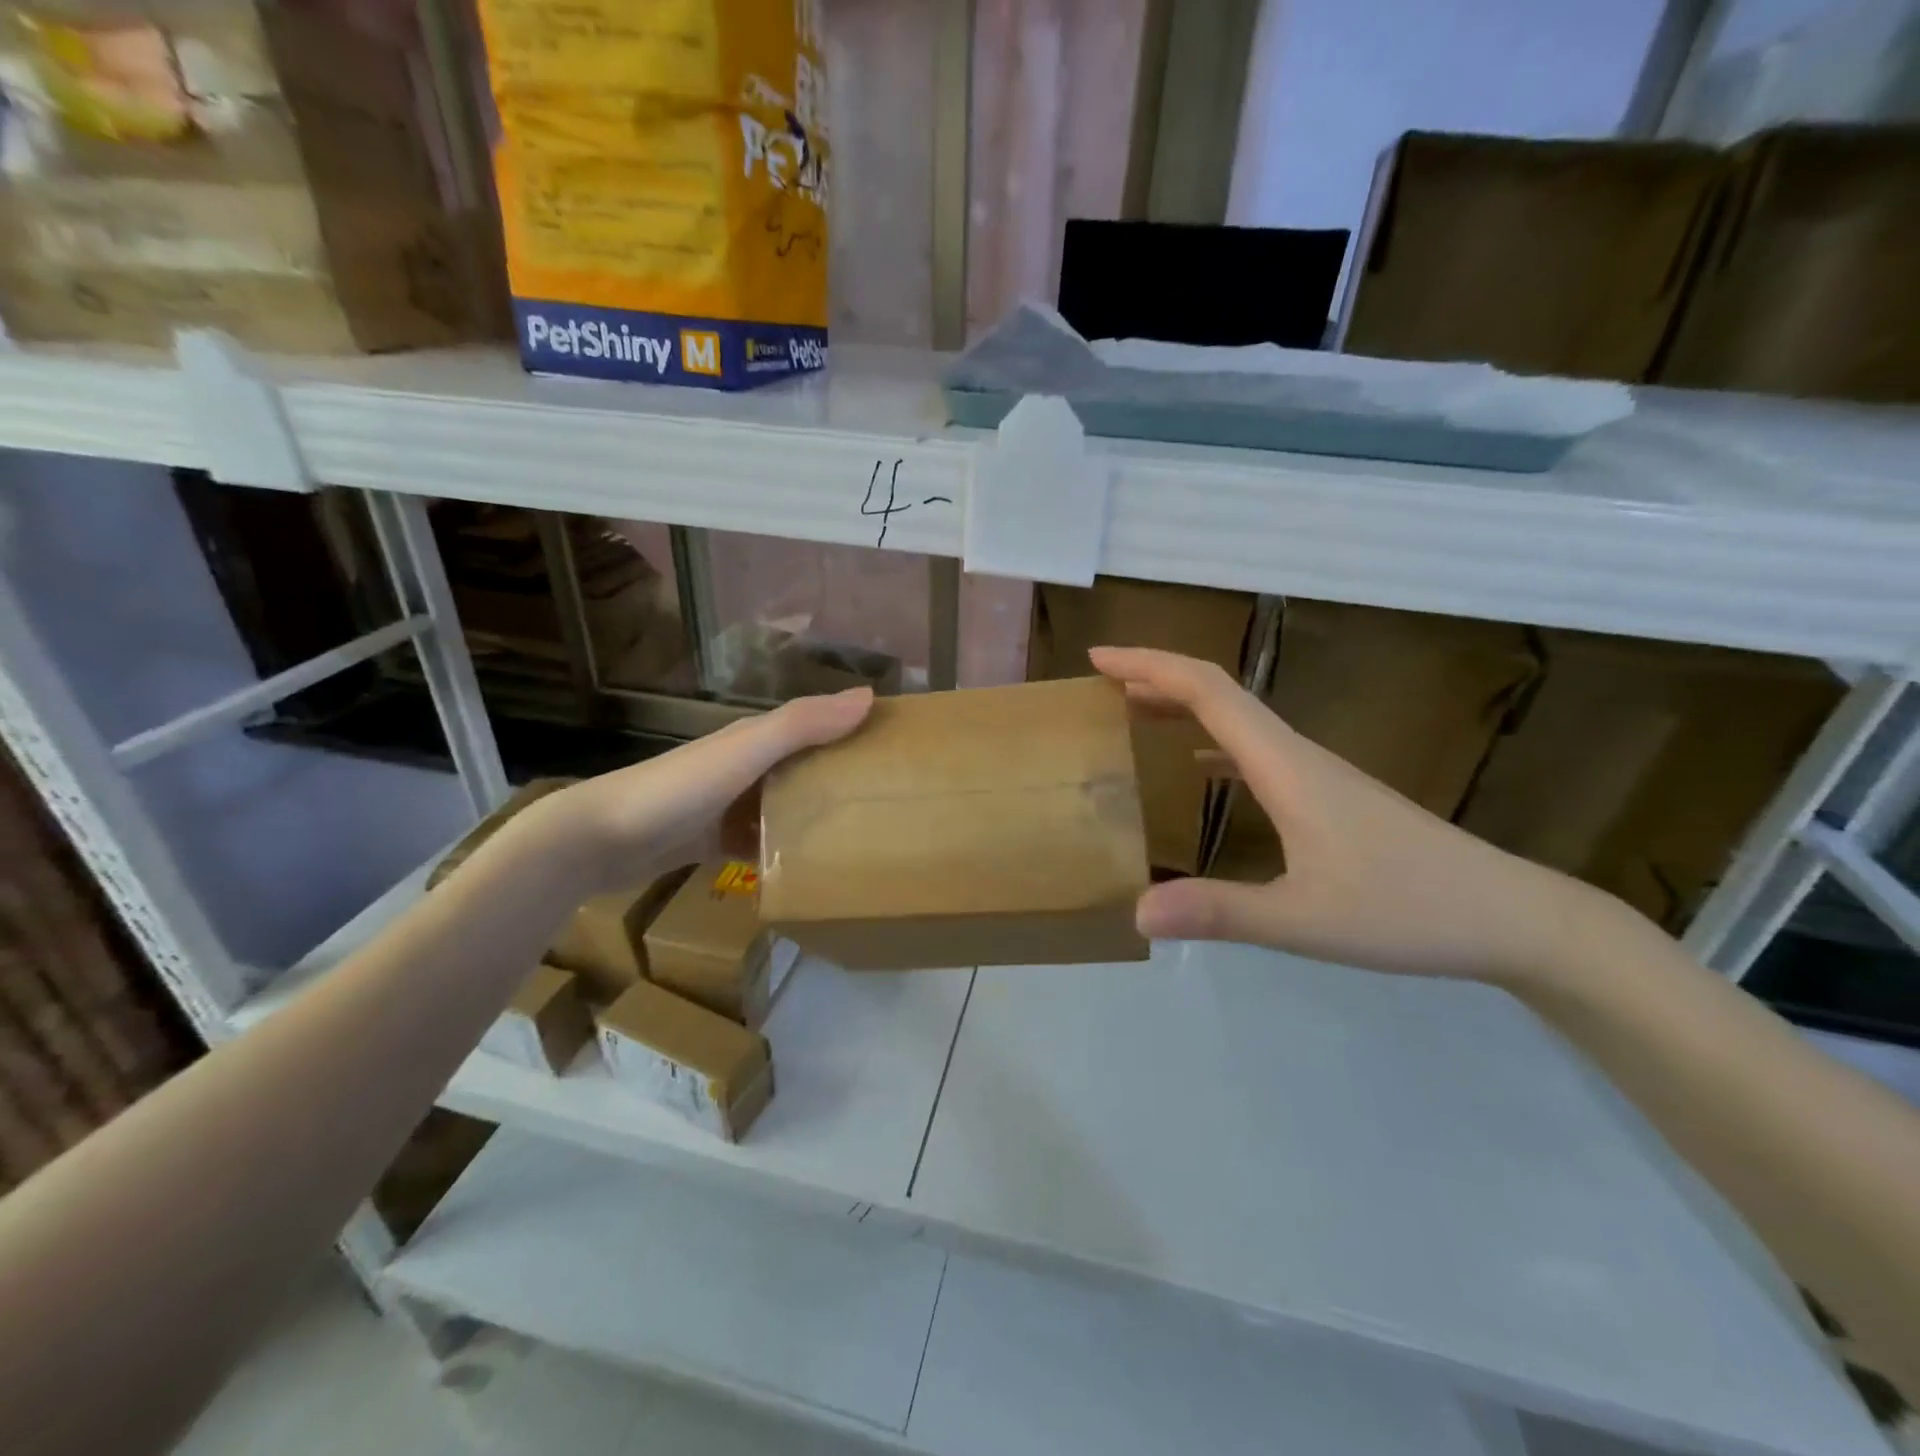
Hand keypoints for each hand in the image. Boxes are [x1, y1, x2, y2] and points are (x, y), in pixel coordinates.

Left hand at [520, 686, 873, 894]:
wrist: (599, 839)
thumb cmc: (679, 788)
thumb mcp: (746, 751)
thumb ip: (802, 724)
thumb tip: (869, 695)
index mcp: (757, 738)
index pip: (818, 725)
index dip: (856, 729)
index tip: (901, 747)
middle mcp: (747, 766)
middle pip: (806, 768)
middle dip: (843, 777)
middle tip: (893, 801)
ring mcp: (730, 805)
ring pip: (787, 806)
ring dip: (817, 817)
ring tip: (863, 840)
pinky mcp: (715, 841)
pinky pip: (763, 843)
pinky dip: (785, 851)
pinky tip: (811, 872)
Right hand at [1090, 647, 1632, 986]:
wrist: (1510, 917)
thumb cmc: (1408, 910)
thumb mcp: (1304, 920)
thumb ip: (1220, 913)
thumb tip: (1137, 913)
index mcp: (1285, 765)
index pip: (1208, 691)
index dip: (1150, 666)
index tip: (1098, 659)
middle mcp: (1296, 755)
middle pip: (1218, 694)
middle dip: (1156, 677)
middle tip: (1101, 683)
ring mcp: (1315, 774)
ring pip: (1238, 720)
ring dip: (1183, 706)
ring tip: (1133, 712)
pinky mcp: (1327, 796)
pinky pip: (1255, 752)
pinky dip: (1212, 742)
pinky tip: (1197, 767)